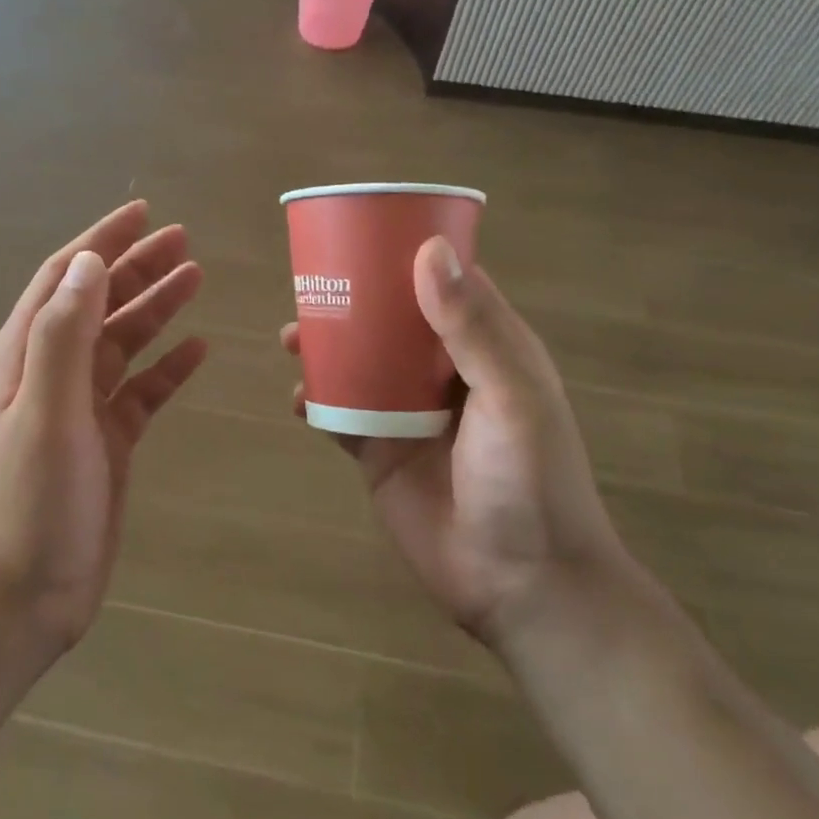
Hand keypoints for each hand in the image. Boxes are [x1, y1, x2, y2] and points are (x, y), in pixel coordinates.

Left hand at [0, 201, 207, 661]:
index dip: (101, 241)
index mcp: (25, 355)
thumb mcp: (44, 410)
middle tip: (185, 242)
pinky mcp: (106, 444)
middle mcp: (51, 373)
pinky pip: (141, 392)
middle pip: (98, 303)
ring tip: (197, 279)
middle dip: (138, 267)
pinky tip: (196, 351)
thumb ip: (63, 334)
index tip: (143, 211)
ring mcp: (80, 409)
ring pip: (123, 343)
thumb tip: (89, 263)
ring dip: (156, 309)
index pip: (65, 278)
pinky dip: (167, 368)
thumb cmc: (27, 502)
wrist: (17, 598)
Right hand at [281, 238, 623, 647]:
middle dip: (352, 301)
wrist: (520, 585)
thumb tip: (426, 250)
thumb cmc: (529, 483)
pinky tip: (299, 400)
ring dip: (325, 347)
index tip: (363, 233)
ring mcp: (407, 414)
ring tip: (289, 337)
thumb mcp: (512, 397)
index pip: (445, 286)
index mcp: (487, 350)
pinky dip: (316, 401)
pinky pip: (339, 414)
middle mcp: (443, 374)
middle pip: (391, 321)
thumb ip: (472, 327)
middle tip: (309, 285)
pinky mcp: (379, 451)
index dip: (407, 258)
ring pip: (359, 363)